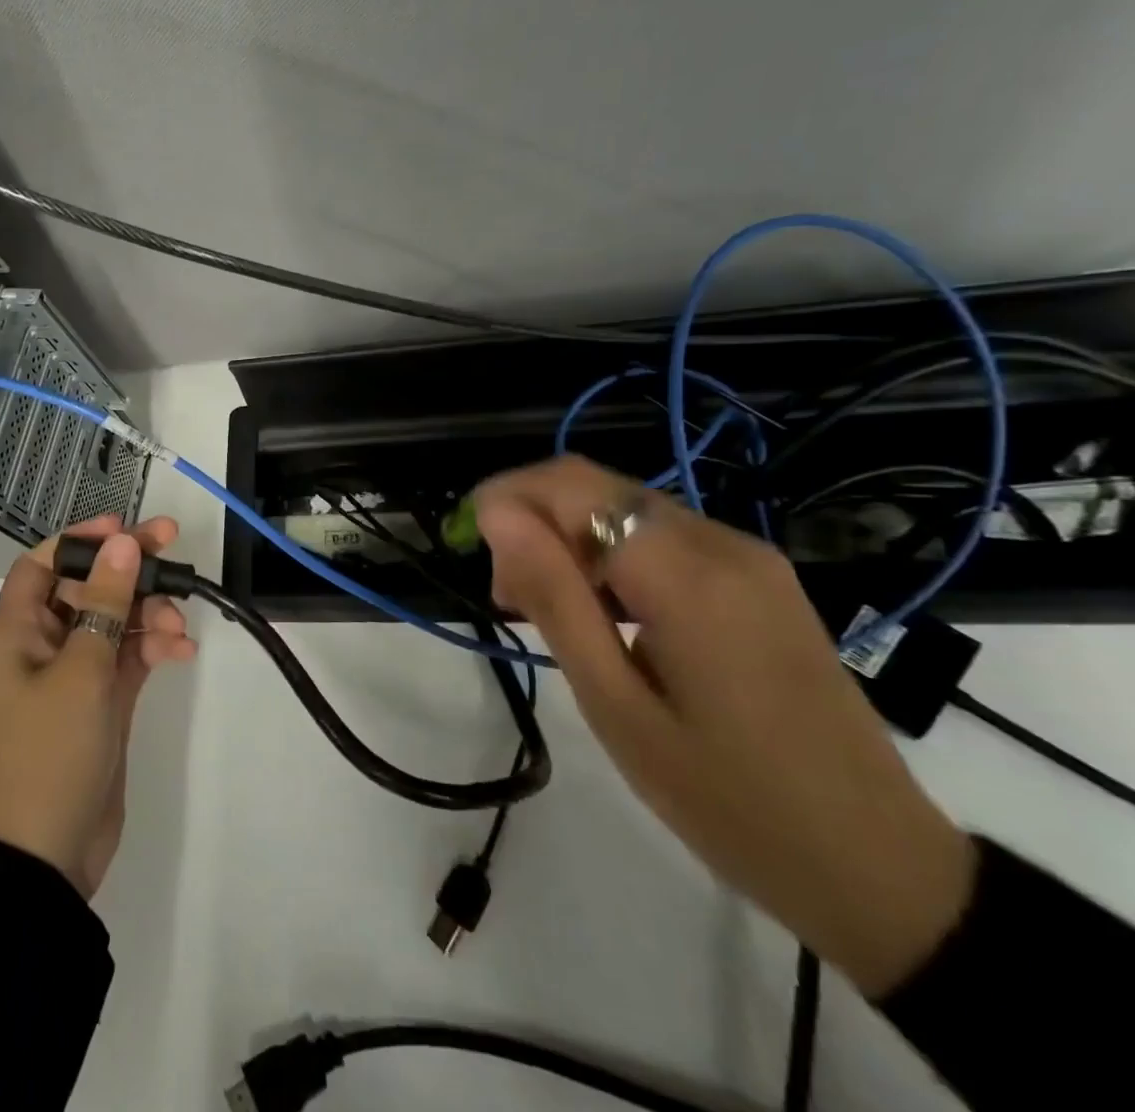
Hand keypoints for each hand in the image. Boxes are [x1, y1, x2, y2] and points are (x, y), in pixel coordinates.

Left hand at [0, 514, 195, 897]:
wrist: (47, 856)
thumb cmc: (50, 752)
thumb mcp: (81, 669)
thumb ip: (107, 602)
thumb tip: (123, 541)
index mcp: (16, 630)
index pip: (44, 563)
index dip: (82, 540)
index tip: (126, 529)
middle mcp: (41, 643)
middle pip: (86, 586)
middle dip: (128, 570)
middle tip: (174, 548)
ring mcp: (72, 673)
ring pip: (113, 620)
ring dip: (147, 614)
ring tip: (179, 628)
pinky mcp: (99, 701)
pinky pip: (128, 657)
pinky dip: (153, 649)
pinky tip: (181, 653)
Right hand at [474, 457, 975, 995]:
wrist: (881, 868)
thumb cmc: (727, 798)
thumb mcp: (616, 704)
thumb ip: (554, 596)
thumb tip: (497, 515)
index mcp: (686, 573)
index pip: (569, 485)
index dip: (505, 497)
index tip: (472, 549)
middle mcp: (722, 543)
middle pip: (596, 488)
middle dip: (533, 522)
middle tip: (508, 599)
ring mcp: (751, 558)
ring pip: (625, 509)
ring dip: (569, 540)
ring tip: (546, 613)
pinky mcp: (762, 579)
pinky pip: (663, 537)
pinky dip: (611, 556)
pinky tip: (603, 614)